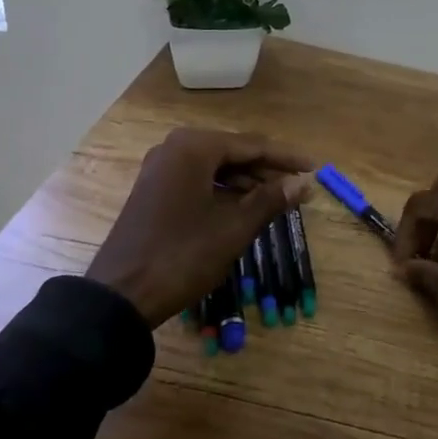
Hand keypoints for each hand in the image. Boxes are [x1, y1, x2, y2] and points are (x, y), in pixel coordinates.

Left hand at [87, 129, 313, 325]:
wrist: (121, 293)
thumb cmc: (183, 255)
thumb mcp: (234, 228)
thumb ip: (271, 199)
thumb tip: (304, 183)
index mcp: (194, 147)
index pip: (252, 145)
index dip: (287, 158)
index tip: (316, 168)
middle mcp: (175, 148)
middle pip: (233, 153)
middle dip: (268, 170)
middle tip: (301, 187)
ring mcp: (161, 169)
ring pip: (216, 168)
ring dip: (248, 182)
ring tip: (280, 200)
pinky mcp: (155, 191)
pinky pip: (199, 181)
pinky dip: (225, 192)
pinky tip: (246, 208)